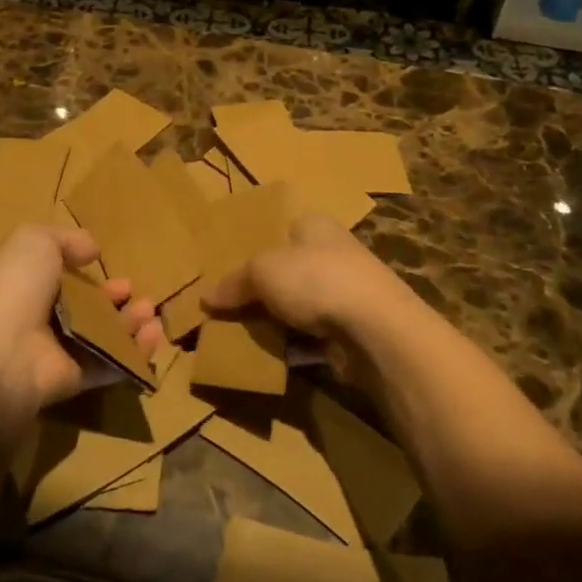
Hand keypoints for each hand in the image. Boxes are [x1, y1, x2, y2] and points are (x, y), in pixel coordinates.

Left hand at [0, 224, 157, 433]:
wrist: (1, 354)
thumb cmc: (15, 289)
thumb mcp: (33, 241)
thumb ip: (65, 239)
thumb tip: (91, 251)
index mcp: (28, 285)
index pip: (60, 277)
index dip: (84, 270)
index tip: (104, 262)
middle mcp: (43, 318)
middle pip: (86, 307)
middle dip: (113, 297)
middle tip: (133, 289)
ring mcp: (60, 351)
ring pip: (103, 334)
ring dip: (130, 322)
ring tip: (148, 310)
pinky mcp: (78, 378)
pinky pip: (112, 363)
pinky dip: (136, 351)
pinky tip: (153, 334)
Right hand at [204, 214, 427, 380]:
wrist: (376, 328)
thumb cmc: (316, 280)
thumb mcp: (262, 272)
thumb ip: (234, 282)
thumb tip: (205, 296)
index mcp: (315, 225)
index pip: (281, 228)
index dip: (255, 246)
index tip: (229, 270)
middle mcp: (334, 252)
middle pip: (289, 269)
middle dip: (263, 289)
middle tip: (229, 307)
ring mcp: (348, 292)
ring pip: (301, 305)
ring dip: (279, 320)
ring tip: (243, 335)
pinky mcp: (355, 329)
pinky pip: (314, 336)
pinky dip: (296, 345)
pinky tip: (273, 356)